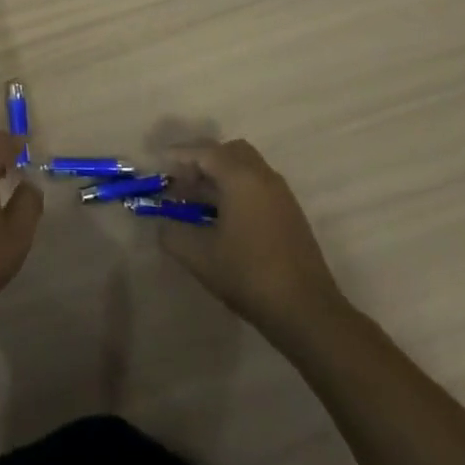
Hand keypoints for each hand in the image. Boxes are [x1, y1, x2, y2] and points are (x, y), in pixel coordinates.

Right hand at [157, 138, 343, 333]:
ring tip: (195, 201)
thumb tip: (163, 224)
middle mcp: (264, 177)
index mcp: (242, 178)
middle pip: (229, 152)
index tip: (158, 164)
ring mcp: (281, 195)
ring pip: (246, 169)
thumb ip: (173, 233)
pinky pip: (257, 186)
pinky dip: (236, 189)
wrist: (307, 312)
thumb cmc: (249, 275)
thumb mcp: (199, 256)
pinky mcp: (290, 214)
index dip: (178, 155)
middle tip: (180, 181)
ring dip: (219, 176)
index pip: (205, 152)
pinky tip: (221, 218)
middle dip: (202, 160)